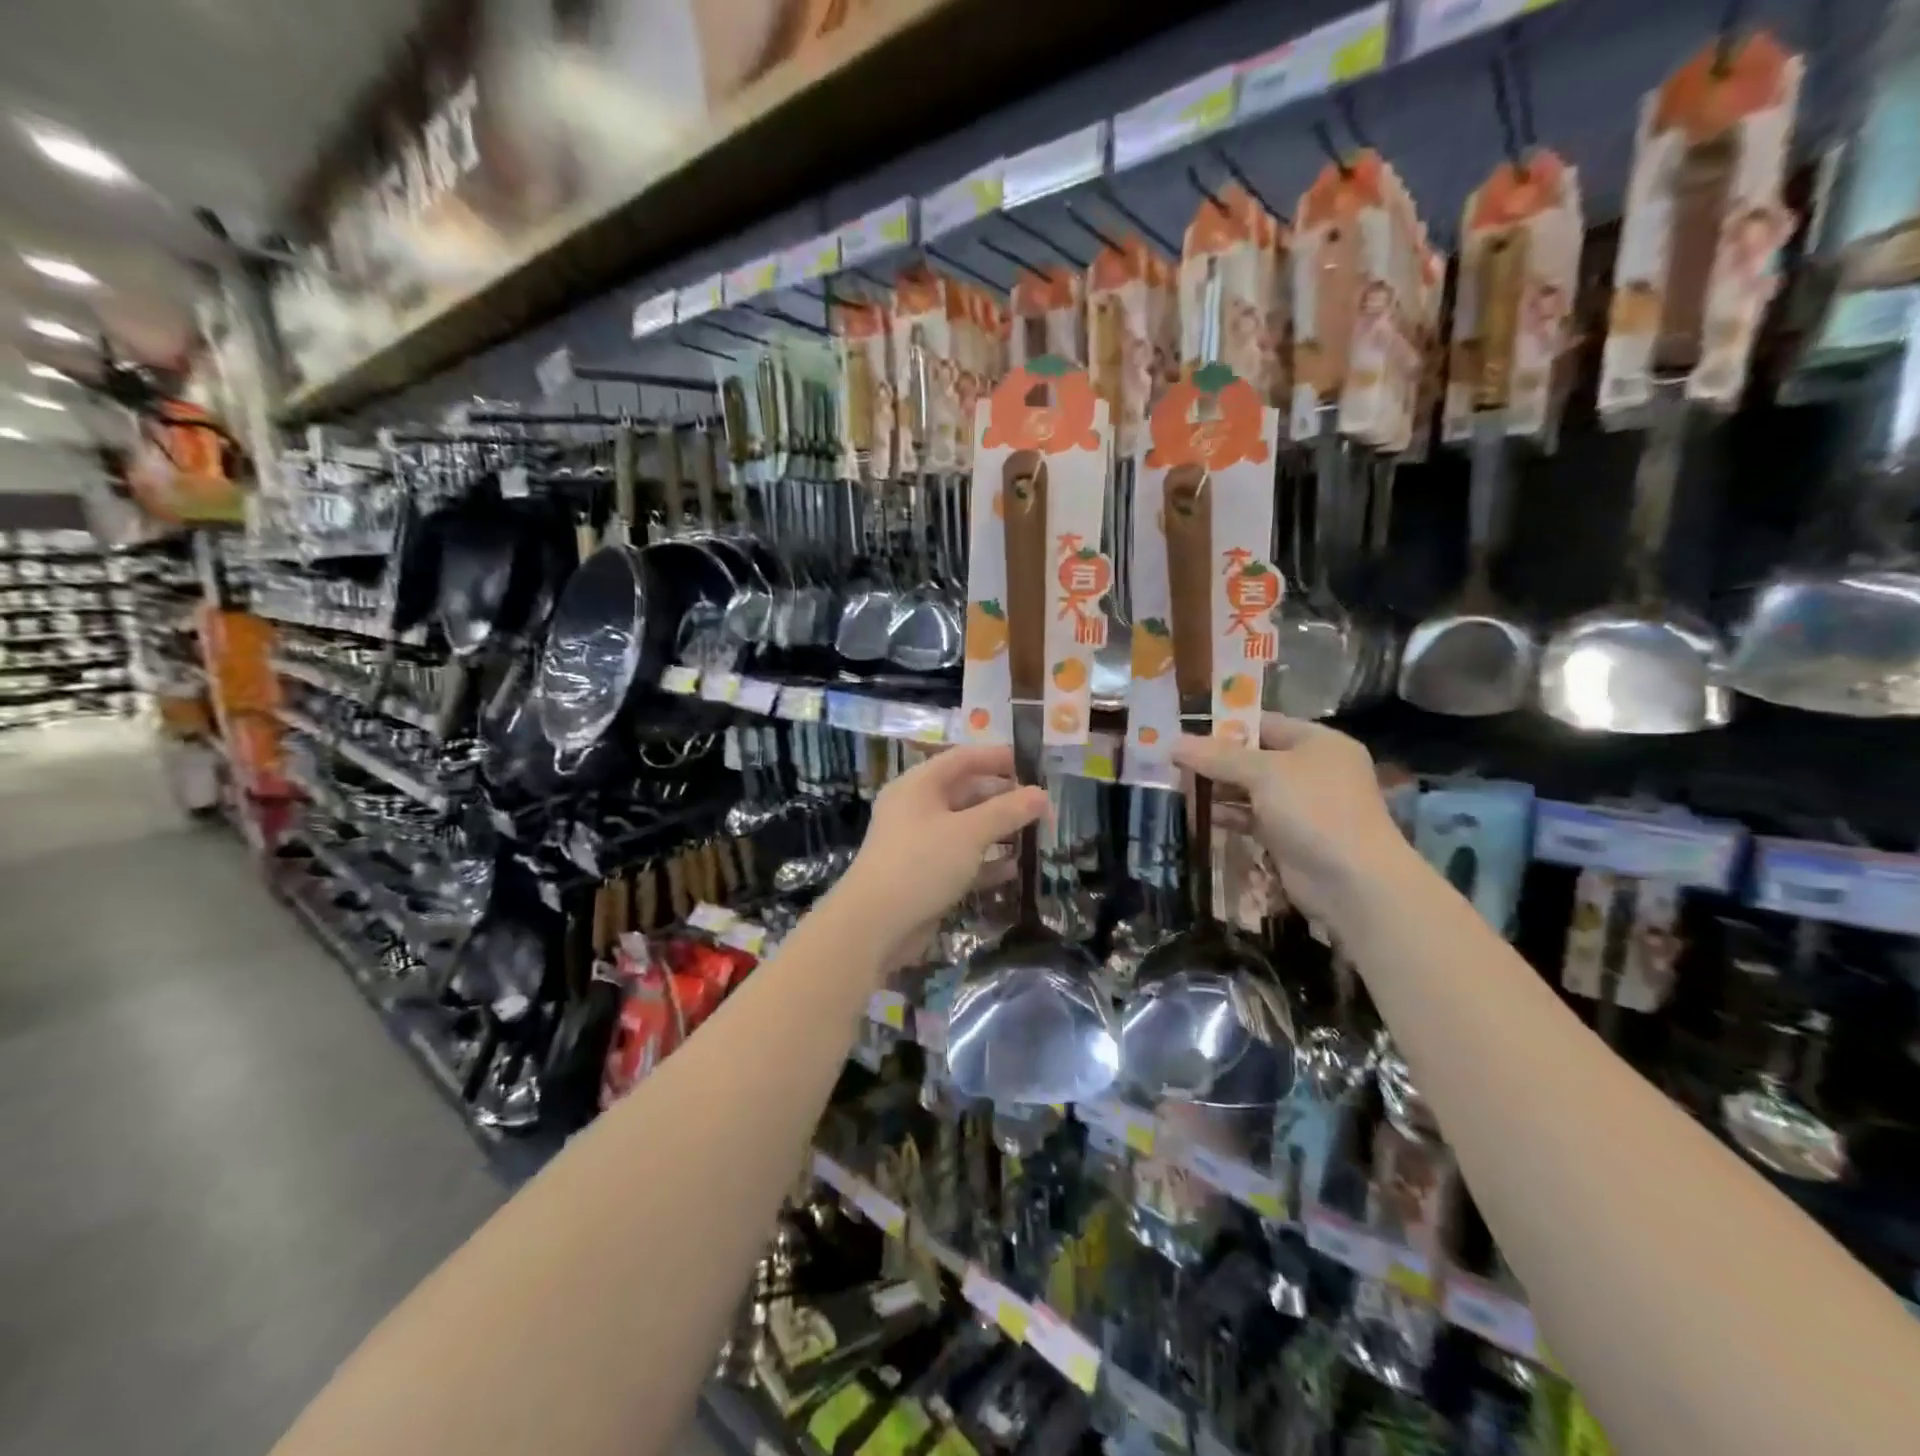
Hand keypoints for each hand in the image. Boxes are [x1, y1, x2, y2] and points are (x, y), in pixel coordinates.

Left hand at [839, 745, 1047, 969]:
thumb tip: (1042, 794)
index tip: (1030, 763)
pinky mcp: (924, 876)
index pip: (961, 759)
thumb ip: (1007, 811)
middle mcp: (916, 809)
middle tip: (1040, 805)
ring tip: (1034, 835)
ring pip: (965, 829)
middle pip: (965, 793)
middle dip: (1002, 798)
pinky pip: (961, 860)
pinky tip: (1013, 870)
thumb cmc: (922, 863)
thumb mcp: (969, 832)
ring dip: (998, 831)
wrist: (875, 925)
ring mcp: (919, 844)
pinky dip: (985, 862)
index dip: (996, 758)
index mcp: (918, 786)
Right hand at [1174, 714, 1411, 934]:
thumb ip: (1218, 757)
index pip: (1264, 724)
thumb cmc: (1313, 810)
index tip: (1185, 732)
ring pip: (1251, 790)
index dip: (1225, 727)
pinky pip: (1253, 818)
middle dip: (1216, 761)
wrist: (1352, 881)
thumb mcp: (1263, 773)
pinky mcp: (1290, 837)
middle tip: (1174, 763)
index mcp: (1318, 742)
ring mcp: (1302, 806)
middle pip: (1254, 758)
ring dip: (1219, 790)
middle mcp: (1312, 770)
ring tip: (1180, 788)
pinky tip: (1201, 815)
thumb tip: (1173, 743)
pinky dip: (1230, 816)